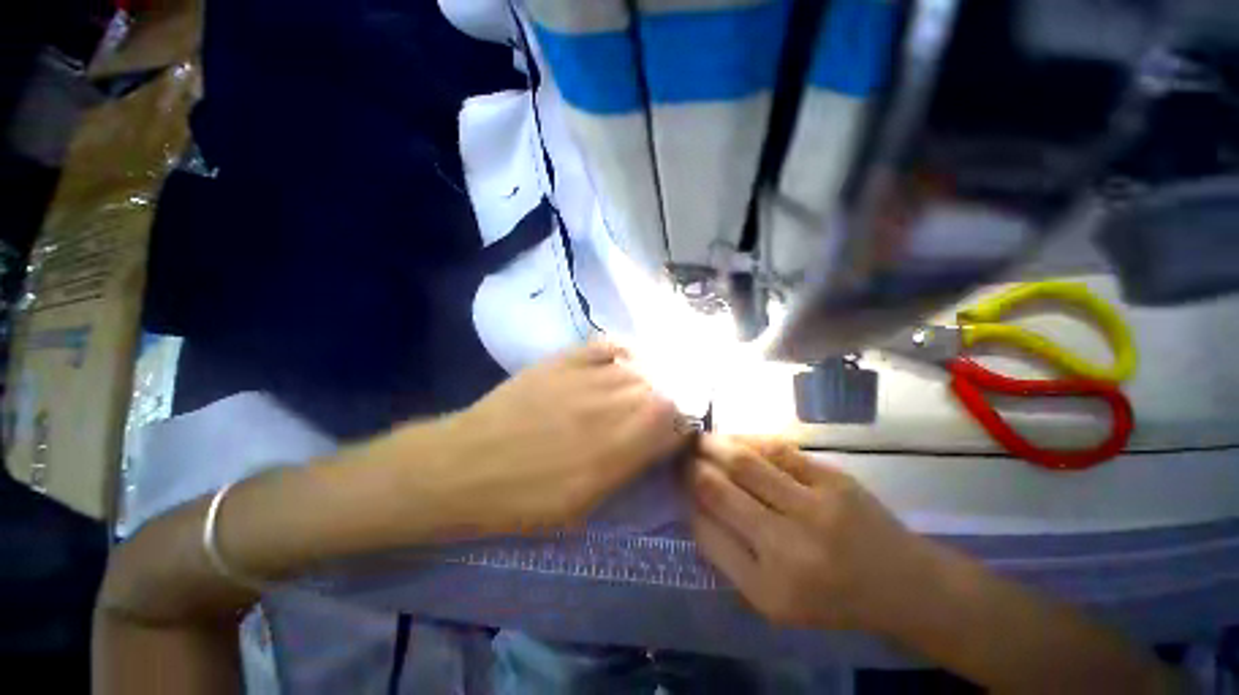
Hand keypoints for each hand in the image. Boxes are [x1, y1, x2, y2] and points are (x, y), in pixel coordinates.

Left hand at [412, 341, 685, 537]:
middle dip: (666, 406)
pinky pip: (609, 345)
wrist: (464, 466)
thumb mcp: (585, 505)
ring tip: (638, 393)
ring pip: (640, 369)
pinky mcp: (565, 359)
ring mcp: (588, 376)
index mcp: (620, 447)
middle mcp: (612, 404)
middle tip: (653, 417)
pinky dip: (623, 352)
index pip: (675, 425)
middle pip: (662, 393)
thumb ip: (628, 468)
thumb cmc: (523, 499)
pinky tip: (622, 363)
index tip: (672, 437)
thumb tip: (654, 445)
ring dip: (647, 382)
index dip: (680, 430)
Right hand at [688, 436, 935, 632]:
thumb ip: (728, 555)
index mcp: (769, 588)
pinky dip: (748, 441)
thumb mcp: (772, 599)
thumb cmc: (830, 598)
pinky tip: (735, 439)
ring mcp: (815, 508)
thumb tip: (694, 506)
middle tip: (681, 452)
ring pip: (745, 463)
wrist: (903, 584)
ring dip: (714, 445)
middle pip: (720, 490)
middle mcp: (789, 549)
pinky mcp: (834, 480)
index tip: (677, 481)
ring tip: (700, 439)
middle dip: (693, 465)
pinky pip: (777, 451)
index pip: (706, 532)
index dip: (687, 499)